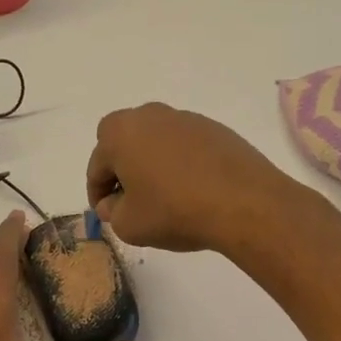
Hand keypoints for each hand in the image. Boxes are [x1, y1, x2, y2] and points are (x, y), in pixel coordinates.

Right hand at [87, 103, 301, 254]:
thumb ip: (112, 212)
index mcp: (120, 133)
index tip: (106, 214)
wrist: (244, 203)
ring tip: (163, 196)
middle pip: (123, 142)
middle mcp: (149, 116)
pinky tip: (192, 189)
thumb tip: (114, 204)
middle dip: (121, 169)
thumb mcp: (129, 225)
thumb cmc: (175, 211)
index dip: (97, 194)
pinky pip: (184, 145)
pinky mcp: (214, 129)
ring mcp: (185, 119)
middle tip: (130, 199)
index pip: (96, 166)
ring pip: (155, 141)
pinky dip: (180, 162)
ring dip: (152, 163)